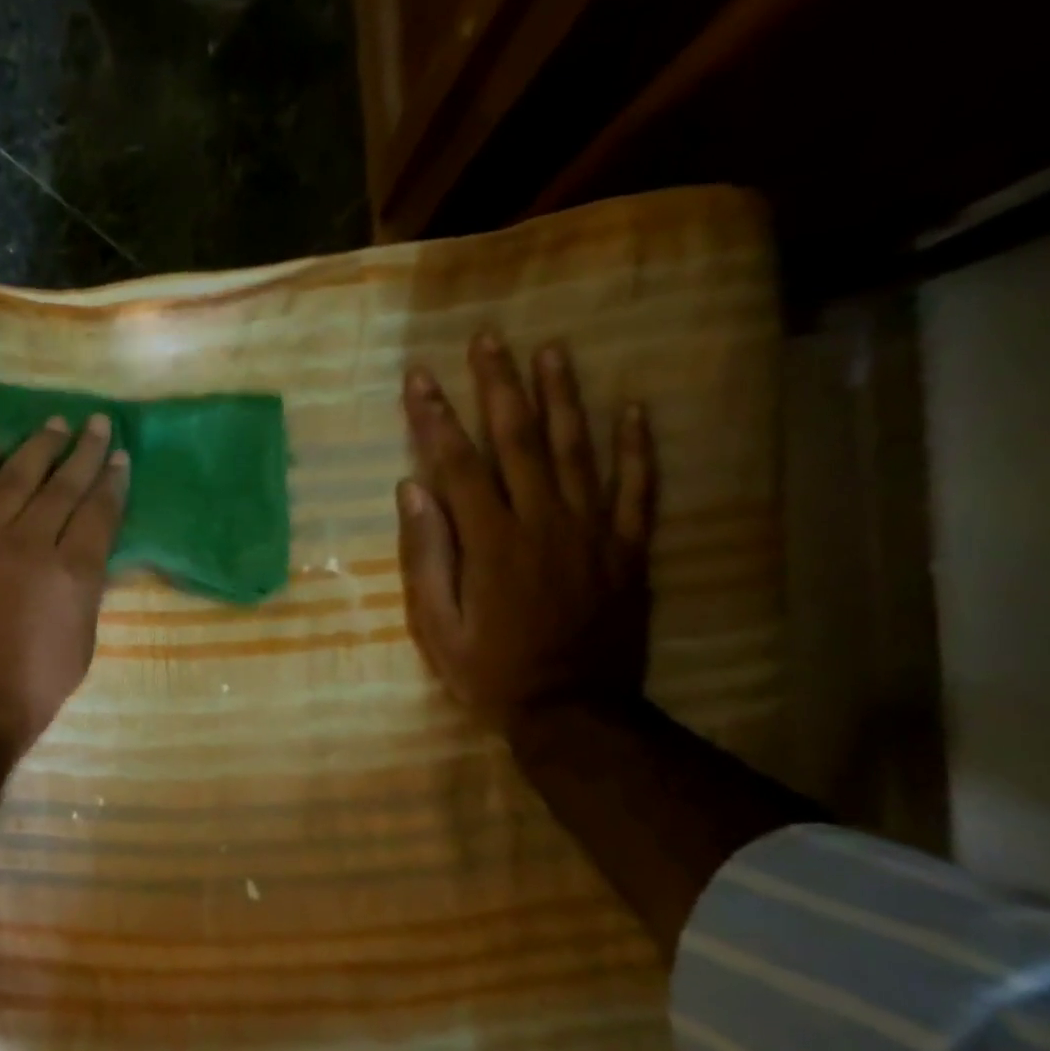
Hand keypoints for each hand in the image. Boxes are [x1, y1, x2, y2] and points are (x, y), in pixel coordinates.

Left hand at [0, 413, 128, 757]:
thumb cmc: (31, 690)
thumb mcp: (82, 645)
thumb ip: (86, 592)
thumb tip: (87, 556)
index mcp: (72, 572)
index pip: (99, 512)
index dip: (113, 481)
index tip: (120, 455)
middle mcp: (29, 544)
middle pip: (62, 485)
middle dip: (83, 451)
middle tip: (97, 422)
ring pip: (13, 479)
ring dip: (36, 447)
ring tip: (53, 423)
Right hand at [396, 331, 655, 731]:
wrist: (573, 710)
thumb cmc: (490, 672)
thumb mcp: (436, 626)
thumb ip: (426, 556)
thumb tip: (411, 490)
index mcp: (491, 541)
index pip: (458, 463)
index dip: (435, 418)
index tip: (418, 379)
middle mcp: (544, 521)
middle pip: (519, 440)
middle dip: (499, 386)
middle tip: (488, 340)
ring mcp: (593, 532)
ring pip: (579, 449)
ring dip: (562, 397)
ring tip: (551, 352)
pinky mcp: (628, 550)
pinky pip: (638, 489)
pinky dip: (637, 448)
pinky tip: (635, 409)